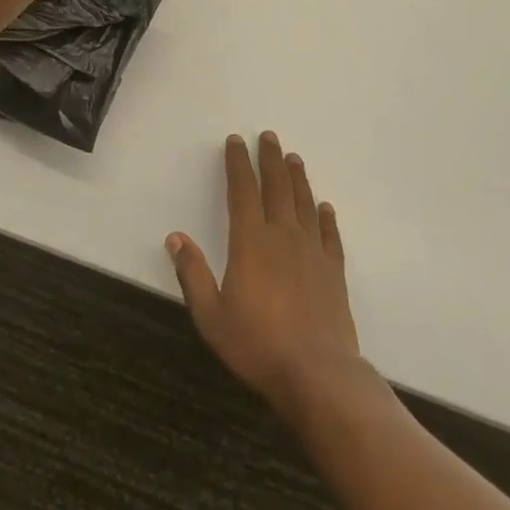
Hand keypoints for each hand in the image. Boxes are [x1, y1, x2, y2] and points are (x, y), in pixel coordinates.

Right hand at [168, 132, 361, 418]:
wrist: (317, 373)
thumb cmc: (257, 344)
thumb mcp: (211, 315)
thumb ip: (193, 274)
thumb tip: (174, 237)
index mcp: (250, 242)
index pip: (242, 190)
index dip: (238, 163)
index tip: (235, 141)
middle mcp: (282, 236)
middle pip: (276, 187)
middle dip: (270, 159)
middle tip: (269, 136)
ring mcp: (312, 252)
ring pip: (304, 203)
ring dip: (298, 178)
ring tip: (294, 158)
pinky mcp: (334, 271)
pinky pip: (330, 235)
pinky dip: (326, 217)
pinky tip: (325, 207)